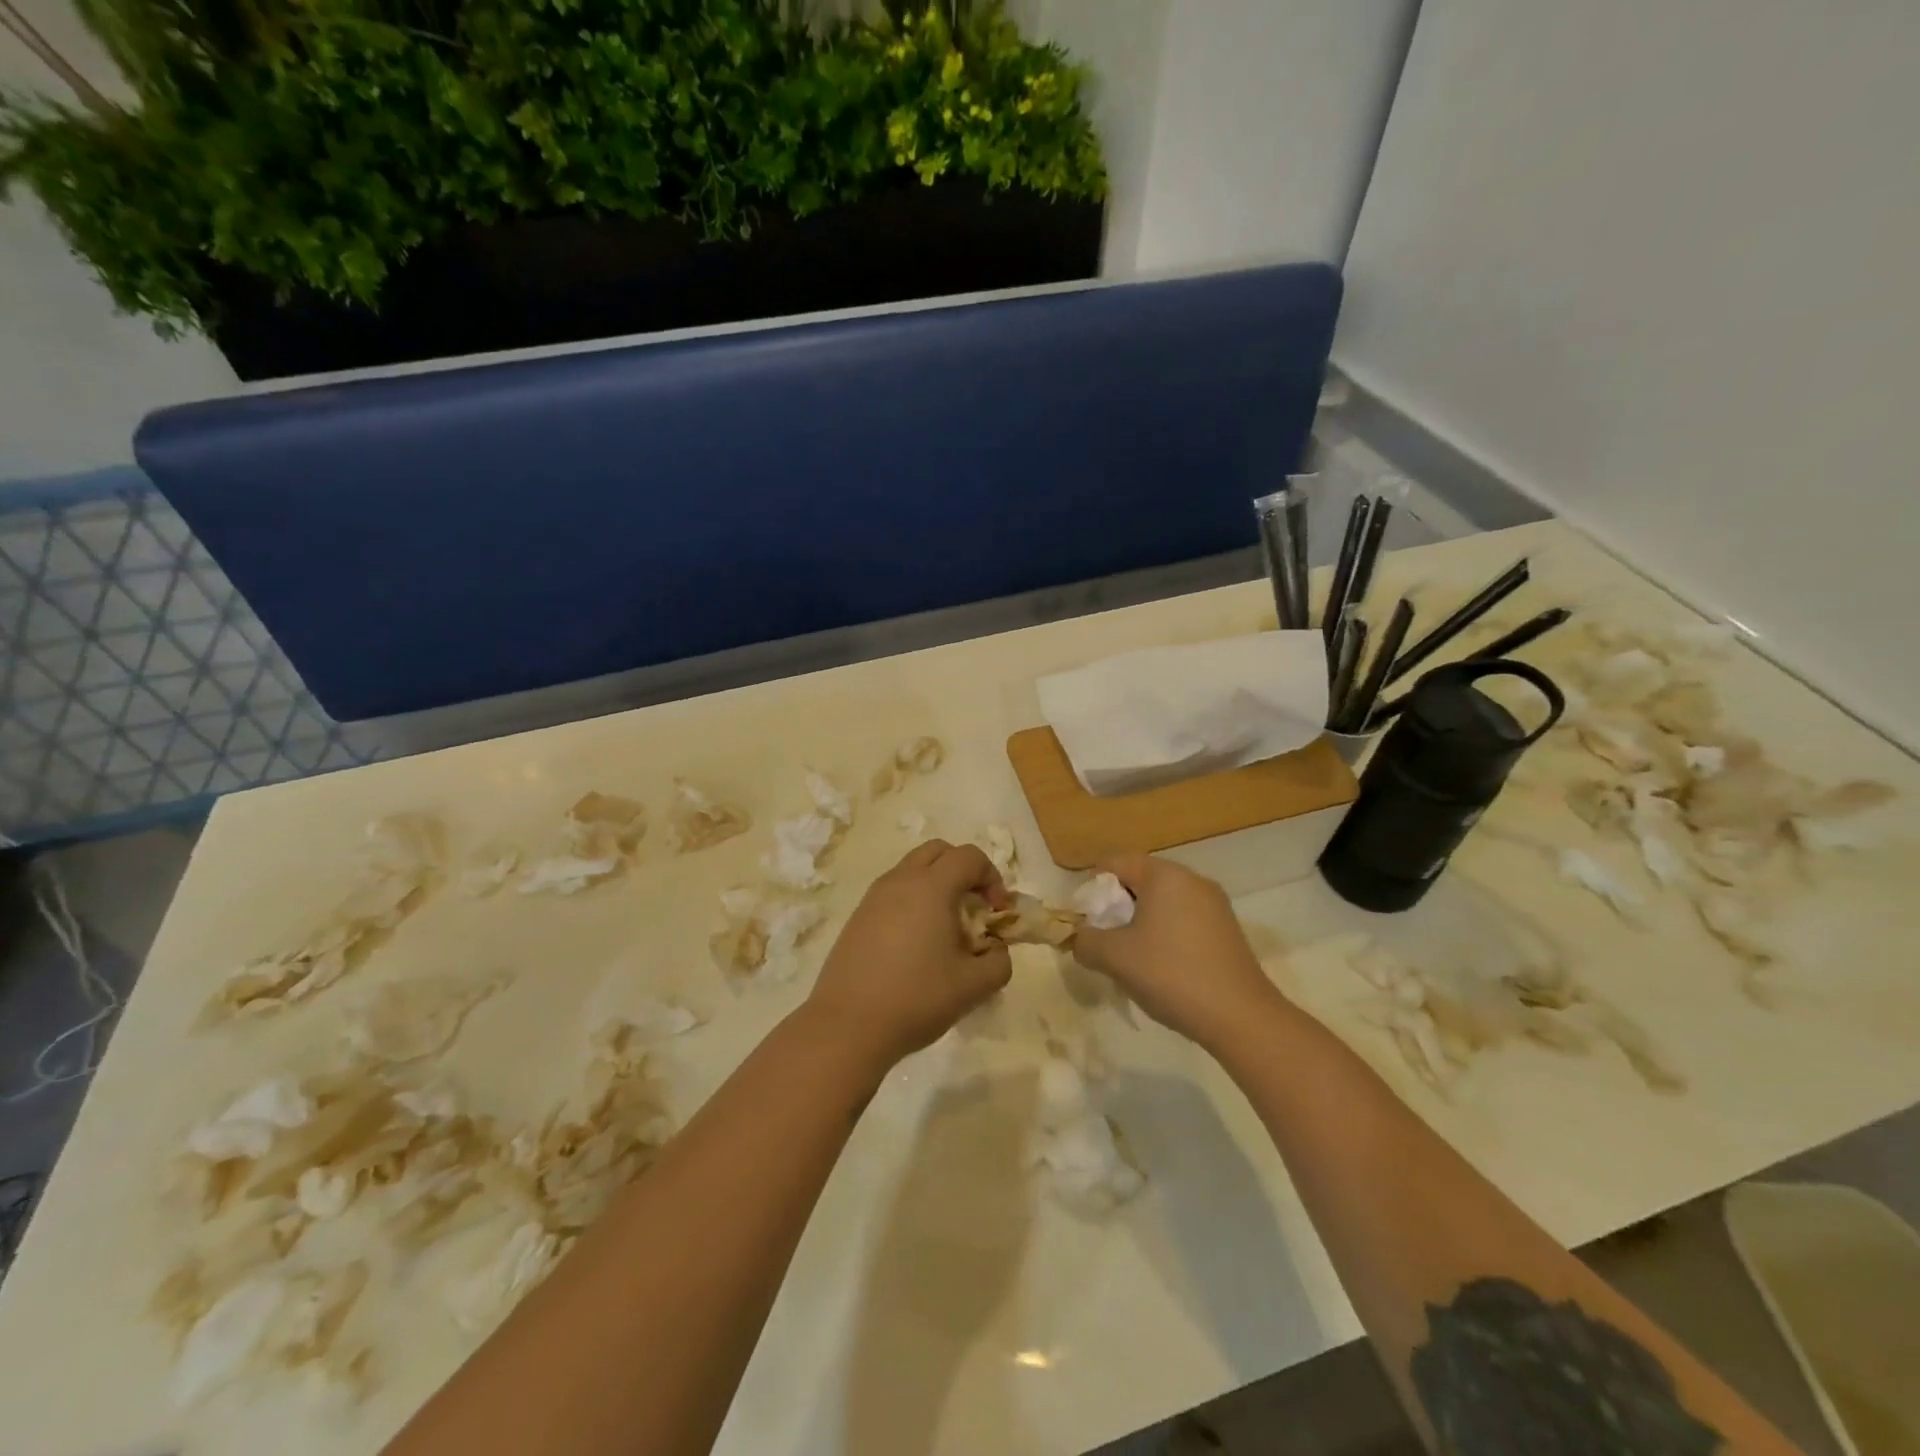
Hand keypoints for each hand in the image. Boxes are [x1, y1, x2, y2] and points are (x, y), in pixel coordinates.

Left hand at [807, 841, 1013, 1068]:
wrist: (848, 1025)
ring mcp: (874, 897)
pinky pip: (893, 892)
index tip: (998, 913)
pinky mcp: (858, 917)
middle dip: (964, 870)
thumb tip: (996, 950)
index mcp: (931, 887)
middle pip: (939, 851)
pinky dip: (913, 902)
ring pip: (912, 869)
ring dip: (936, 885)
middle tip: (974, 908)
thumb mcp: (974, 986)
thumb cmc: (916, 998)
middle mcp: (901, 881)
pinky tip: (916, 945)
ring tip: (945, 929)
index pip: (970, 856)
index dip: (993, 878)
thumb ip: (999, 962)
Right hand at [1073, 854, 1283, 1053]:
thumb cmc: (1171, 974)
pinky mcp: (1227, 930)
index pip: (1113, 863)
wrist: (1240, 1017)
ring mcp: (1214, 904)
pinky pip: (1182, 920)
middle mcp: (1191, 880)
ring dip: (1139, 924)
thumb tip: (1079, 938)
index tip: (1086, 922)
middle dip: (1115, 908)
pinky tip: (1162, 969)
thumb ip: (1085, 941)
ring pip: (1161, 902)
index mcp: (1164, 875)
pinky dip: (1164, 935)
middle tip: (1105, 942)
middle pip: (1138, 881)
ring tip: (1132, 960)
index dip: (1091, 889)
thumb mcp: (1114, 957)